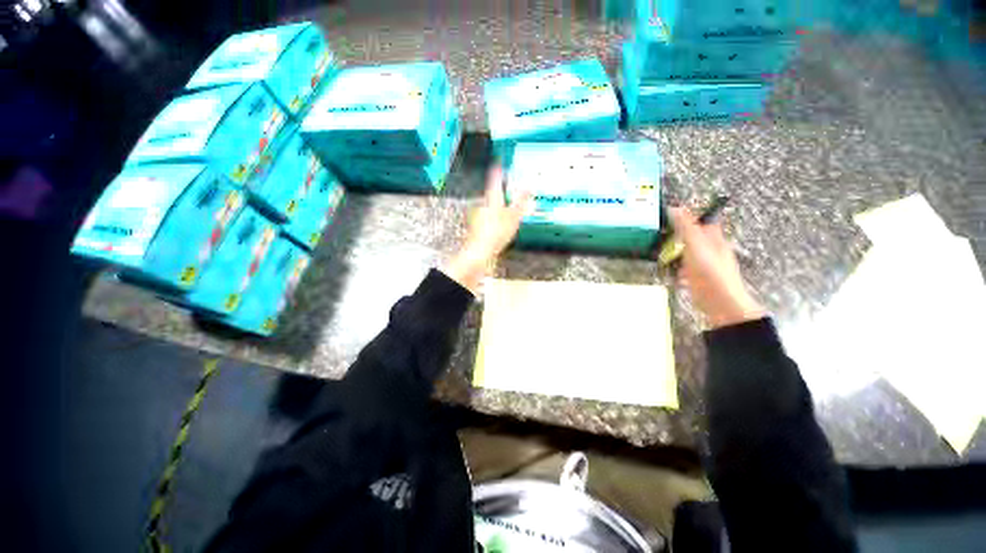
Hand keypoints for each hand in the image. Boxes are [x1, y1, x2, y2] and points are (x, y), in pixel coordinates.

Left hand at [442, 165, 531, 292]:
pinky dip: (495, 218)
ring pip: (490, 206)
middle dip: (501, 192)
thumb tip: (529, 186)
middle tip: (510, 191)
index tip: (500, 163)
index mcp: (492, 199)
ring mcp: (479, 216)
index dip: (498, 171)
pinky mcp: (478, 227)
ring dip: (498, 206)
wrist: (480, 251)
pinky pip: (489, 217)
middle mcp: (483, 204)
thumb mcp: (513, 216)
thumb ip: (521, 201)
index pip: (495, 180)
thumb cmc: (497, 232)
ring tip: (509, 211)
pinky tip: (501, 226)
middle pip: (492, 194)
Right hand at [670, 207, 765, 328]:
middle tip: (660, 231)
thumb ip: (686, 227)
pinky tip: (667, 268)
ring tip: (658, 248)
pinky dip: (676, 265)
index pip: (704, 220)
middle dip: (679, 232)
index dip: (690, 214)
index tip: (671, 213)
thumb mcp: (696, 246)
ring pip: (688, 251)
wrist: (720, 303)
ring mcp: (705, 265)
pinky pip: (685, 267)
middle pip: (695, 236)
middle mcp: (711, 249)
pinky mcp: (698, 278)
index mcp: (714, 239)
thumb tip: (675, 208)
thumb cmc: (710, 272)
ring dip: (676, 249)